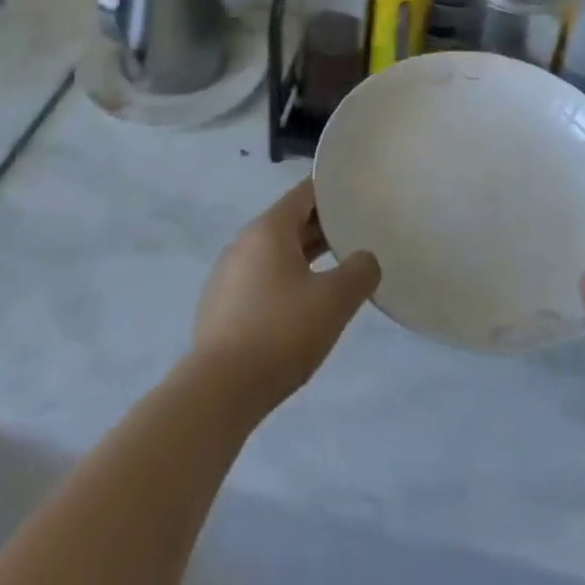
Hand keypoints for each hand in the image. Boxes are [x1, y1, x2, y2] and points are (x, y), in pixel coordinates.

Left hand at [193, 179, 380, 416]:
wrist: (218, 392)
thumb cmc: (281, 332)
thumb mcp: (335, 300)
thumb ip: (359, 271)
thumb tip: (366, 259)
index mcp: (268, 229)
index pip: (304, 193)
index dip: (333, 192)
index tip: (358, 196)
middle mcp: (243, 243)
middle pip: (289, 223)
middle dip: (322, 227)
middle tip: (357, 234)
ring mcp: (226, 276)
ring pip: (274, 254)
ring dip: (304, 258)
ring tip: (335, 272)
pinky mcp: (219, 309)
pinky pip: (259, 281)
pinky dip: (284, 283)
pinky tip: (301, 309)